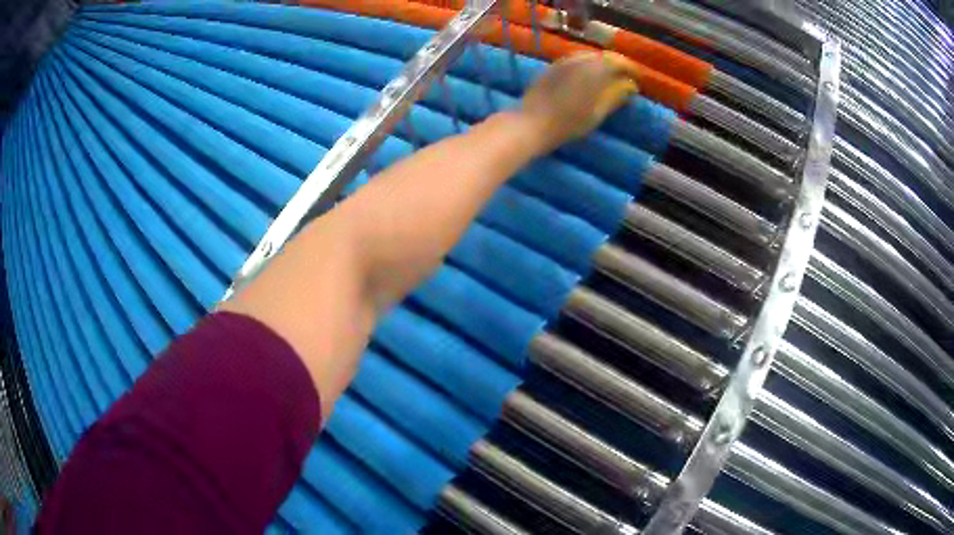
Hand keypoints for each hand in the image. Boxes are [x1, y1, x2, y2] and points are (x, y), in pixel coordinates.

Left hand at [519, 51, 638, 153]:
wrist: (531, 123)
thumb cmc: (568, 123)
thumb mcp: (597, 112)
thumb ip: (615, 95)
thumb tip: (631, 85)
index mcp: (594, 69)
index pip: (618, 61)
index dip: (631, 69)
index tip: (639, 79)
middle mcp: (579, 59)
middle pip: (604, 56)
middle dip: (618, 66)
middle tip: (627, 80)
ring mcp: (563, 61)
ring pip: (589, 57)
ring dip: (603, 66)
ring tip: (611, 80)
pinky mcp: (552, 67)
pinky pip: (576, 61)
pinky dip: (588, 67)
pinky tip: (590, 80)